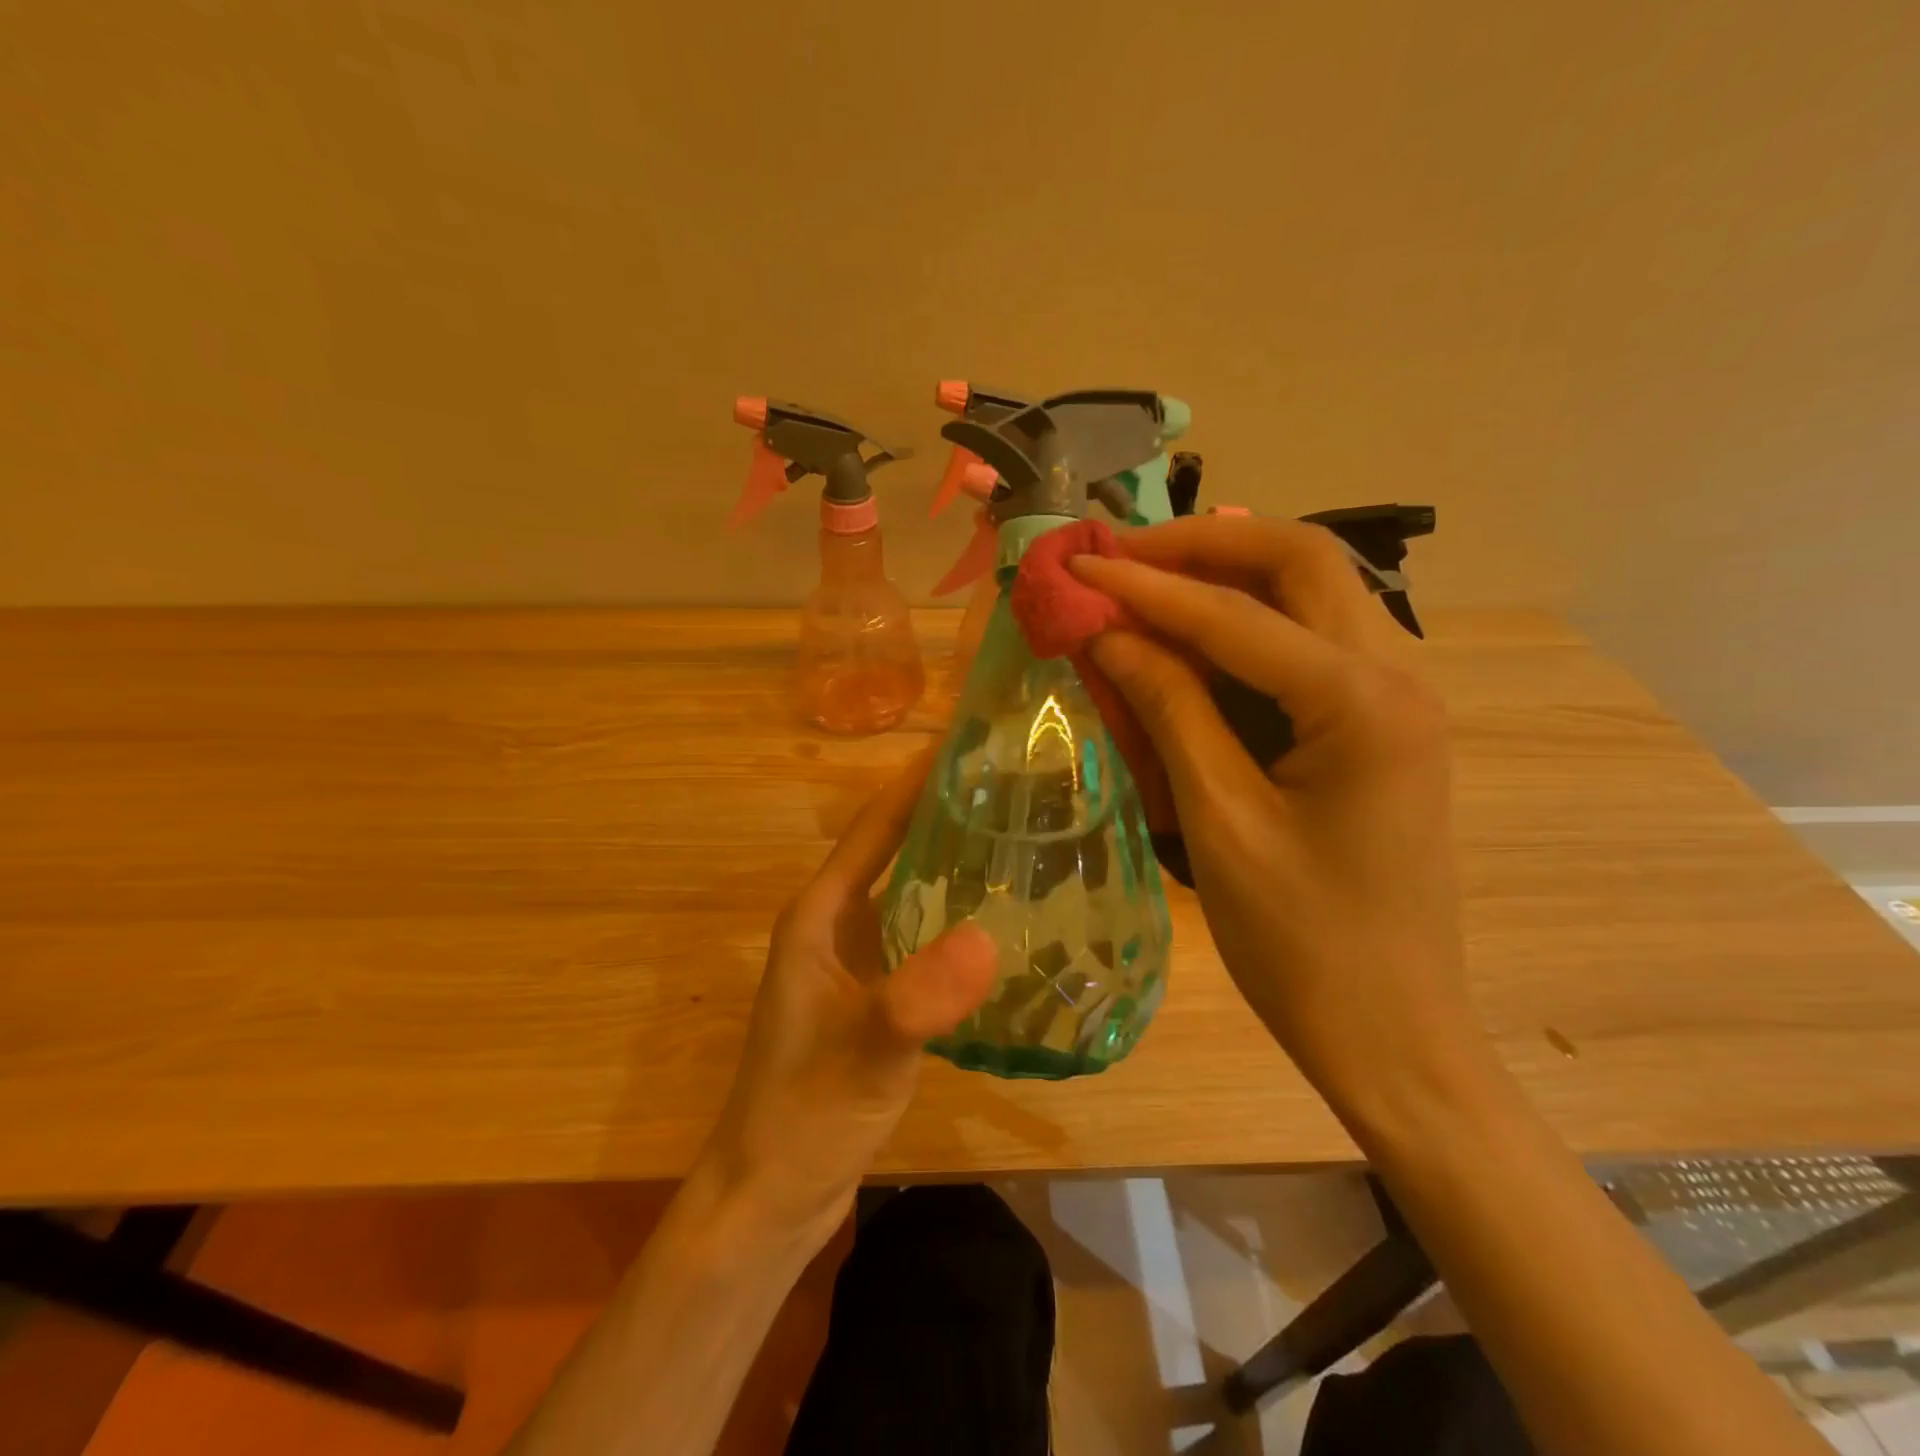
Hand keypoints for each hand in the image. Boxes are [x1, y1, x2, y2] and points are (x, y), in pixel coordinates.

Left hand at [695, 754, 997, 1250]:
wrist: (771, 1198)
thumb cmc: (803, 1118)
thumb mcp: (864, 1057)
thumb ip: (916, 1001)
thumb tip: (986, 939)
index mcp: (820, 916)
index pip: (874, 827)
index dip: (916, 781)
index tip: (967, 740)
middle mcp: (834, 926)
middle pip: (894, 848)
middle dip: (943, 810)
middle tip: (1010, 783)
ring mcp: (853, 962)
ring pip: (909, 890)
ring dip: (951, 859)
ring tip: (1015, 834)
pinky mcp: (874, 995)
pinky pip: (919, 934)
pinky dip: (954, 914)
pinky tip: (998, 918)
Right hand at [1071, 515, 1483, 1116]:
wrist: (1390, 1031)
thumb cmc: (1301, 942)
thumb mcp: (1218, 820)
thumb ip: (1167, 708)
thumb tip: (1107, 631)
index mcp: (1362, 703)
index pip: (1236, 614)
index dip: (1147, 585)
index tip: (1078, 565)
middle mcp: (1397, 675)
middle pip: (1299, 562)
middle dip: (1203, 547)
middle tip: (1122, 555)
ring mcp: (1397, 697)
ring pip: (1311, 592)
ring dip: (1227, 575)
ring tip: (1146, 580)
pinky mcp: (1379, 724)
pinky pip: (1310, 642)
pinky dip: (1247, 624)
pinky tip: (1193, 636)